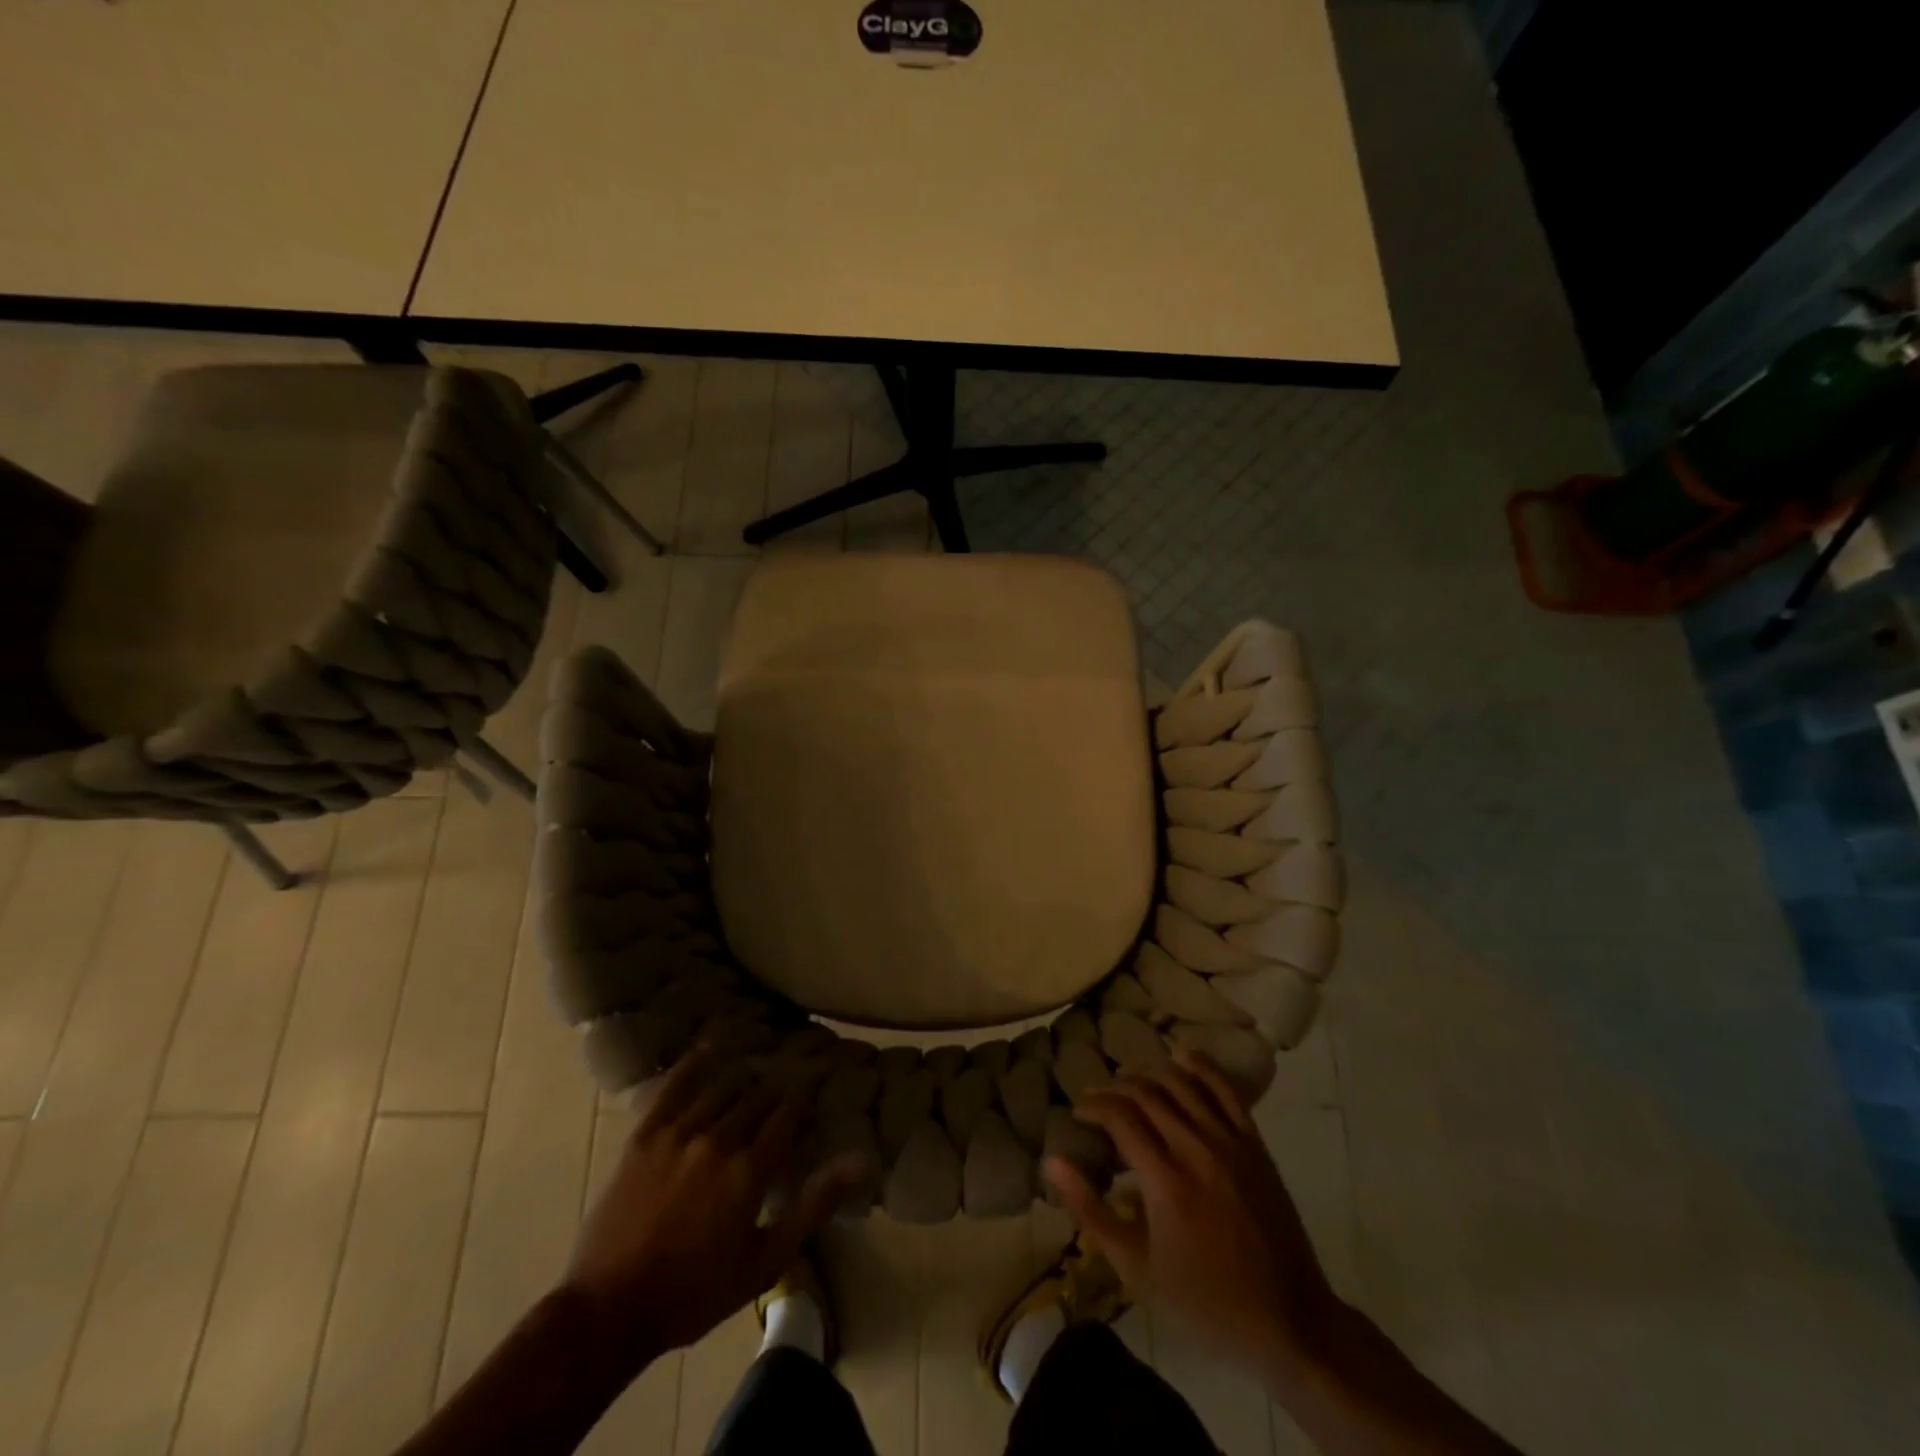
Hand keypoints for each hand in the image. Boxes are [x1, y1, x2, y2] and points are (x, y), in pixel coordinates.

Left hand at [563, 1050, 868, 1359]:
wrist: (608, 1312)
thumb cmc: (695, 1293)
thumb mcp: (766, 1260)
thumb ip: (814, 1205)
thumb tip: (861, 1160)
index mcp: (750, 1168)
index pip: (787, 1115)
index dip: (802, 1104)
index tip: (811, 1099)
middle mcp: (719, 1138)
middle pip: (756, 1098)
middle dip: (774, 1094)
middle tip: (783, 1092)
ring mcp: (678, 1133)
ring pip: (721, 1089)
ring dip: (741, 1081)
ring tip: (753, 1076)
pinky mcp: (645, 1136)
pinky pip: (674, 1088)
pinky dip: (693, 1066)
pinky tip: (708, 1051)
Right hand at [1047, 1047, 1342, 1376]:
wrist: (1288, 1320)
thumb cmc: (1204, 1301)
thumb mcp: (1136, 1270)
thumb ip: (1091, 1211)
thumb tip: (1053, 1162)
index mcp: (1165, 1182)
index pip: (1120, 1118)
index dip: (1094, 1106)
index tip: (1079, 1113)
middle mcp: (1196, 1150)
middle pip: (1146, 1095)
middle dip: (1115, 1089)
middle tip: (1098, 1099)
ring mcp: (1230, 1142)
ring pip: (1181, 1084)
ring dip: (1150, 1074)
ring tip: (1130, 1083)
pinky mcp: (1254, 1143)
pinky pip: (1225, 1089)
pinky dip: (1200, 1067)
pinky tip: (1181, 1056)